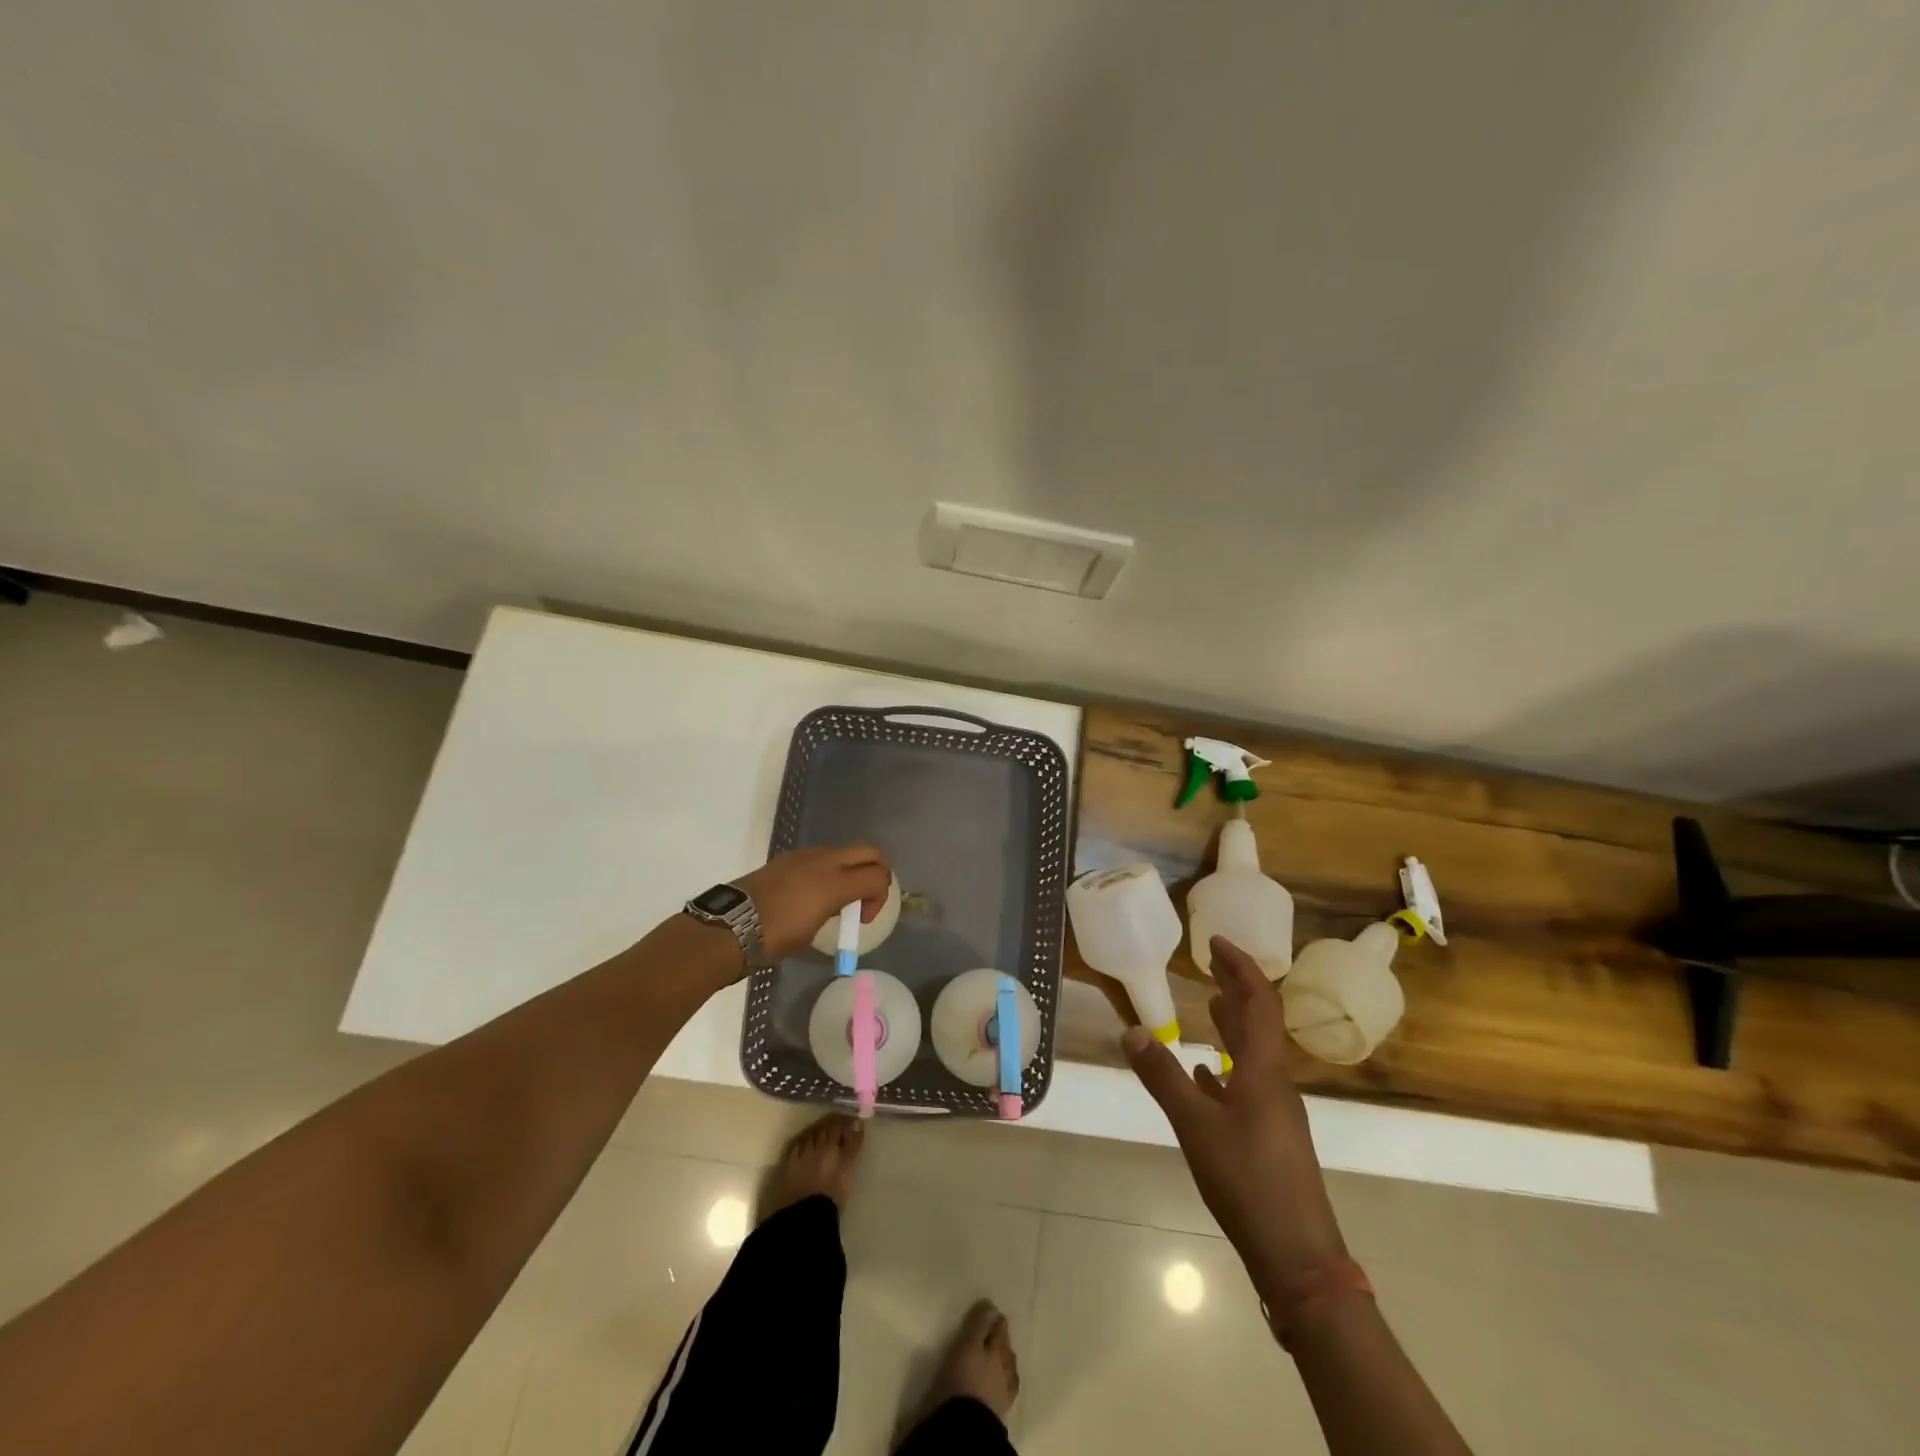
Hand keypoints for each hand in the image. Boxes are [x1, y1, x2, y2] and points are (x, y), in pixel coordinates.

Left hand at [736, 845, 892, 964]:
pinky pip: (820, 857)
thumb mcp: (814, 931)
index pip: (879, 875)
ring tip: (835, 900)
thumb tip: (839, 906)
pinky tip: (811, 894)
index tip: (862, 919)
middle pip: (869, 852)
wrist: (731, 926)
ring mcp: (804, 855)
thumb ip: (836, 909)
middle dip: (877, 871)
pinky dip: (828, 870)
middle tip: (866, 896)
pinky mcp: (787, 857)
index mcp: (835, 882)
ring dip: (851, 870)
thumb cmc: (775, 937)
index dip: (881, 897)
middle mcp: (824, 861)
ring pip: (844, 852)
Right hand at [1123, 936, 1346, 1301]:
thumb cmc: (1248, 1180)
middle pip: (1259, 1021)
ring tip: (1209, 1004)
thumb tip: (1130, 1029)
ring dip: (1233, 1023)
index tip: (1216, 941)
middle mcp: (1274, 1081)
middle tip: (1210, 961)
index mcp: (1263, 1070)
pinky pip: (1247, 1083)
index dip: (1241, 967)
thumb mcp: (1195, 1125)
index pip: (1259, 1001)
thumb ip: (1162, 1076)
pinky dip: (1227, 1065)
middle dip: (1237, 987)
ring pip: (1253, 1052)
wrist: (1297, 1255)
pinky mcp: (1269, 1135)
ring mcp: (1274, 1110)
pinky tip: (1205, 1072)